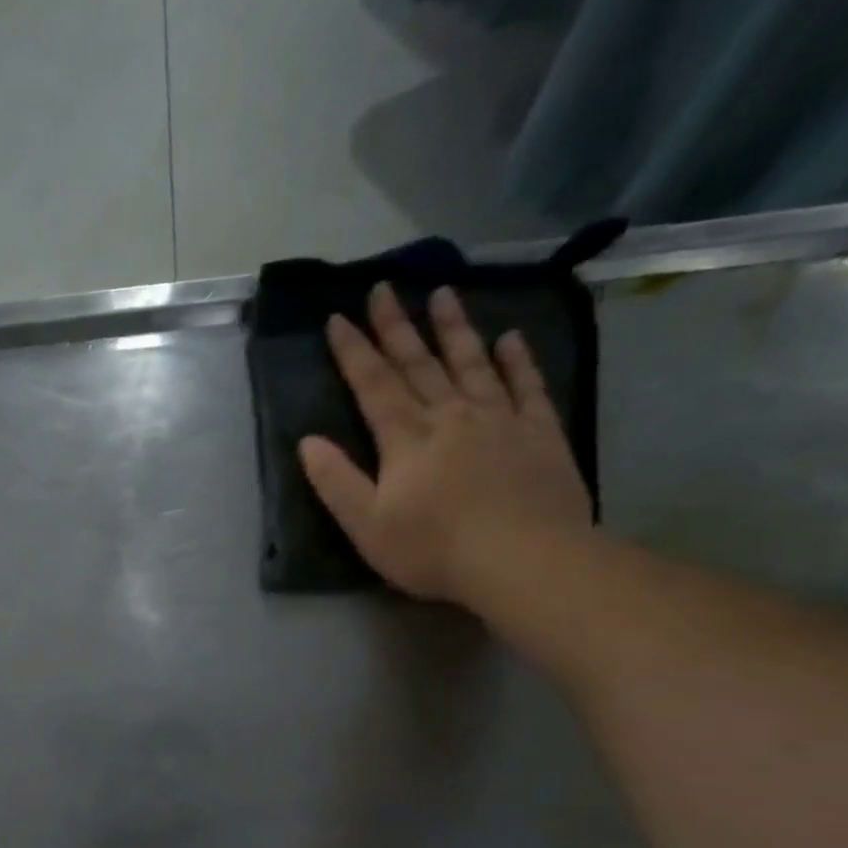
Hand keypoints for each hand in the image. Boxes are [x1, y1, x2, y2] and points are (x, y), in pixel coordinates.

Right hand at [299, 282, 592, 604]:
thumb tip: (308, 442)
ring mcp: (499, 419)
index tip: (338, 317)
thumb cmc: (433, 549)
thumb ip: (337, 481)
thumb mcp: (366, 525)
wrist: (524, 559)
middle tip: (385, 287)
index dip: (354, 351)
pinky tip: (509, 338)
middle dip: (397, 326)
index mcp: (406, 439)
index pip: (374, 385)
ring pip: (471, 363)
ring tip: (443, 293)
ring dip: (453, 328)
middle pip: (419, 364)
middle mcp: (451, 416)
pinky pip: (526, 386)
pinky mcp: (539, 432)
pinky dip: (516, 360)